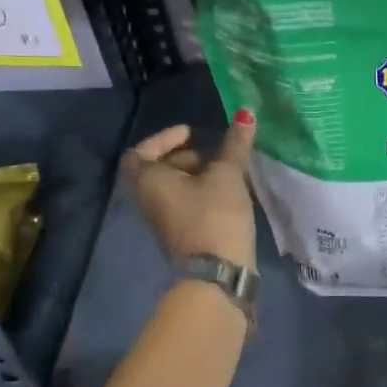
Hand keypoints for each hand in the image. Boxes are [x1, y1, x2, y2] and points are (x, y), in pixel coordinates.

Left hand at [124, 110, 257, 268]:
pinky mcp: (178, 236)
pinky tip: (225, 194)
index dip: (164, 138)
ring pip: (171, 189)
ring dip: (194, 176)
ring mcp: (161, 221)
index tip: (191, 134)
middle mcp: (147, 200)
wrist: (218, 273)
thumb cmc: (214, 215)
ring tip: (224, 174)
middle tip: (212, 154)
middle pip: (157, 169)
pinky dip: (198, 194)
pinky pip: (182, 205)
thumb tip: (246, 113)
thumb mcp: (227, 175)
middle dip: (184, 157)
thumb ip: (234, 145)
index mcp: (148, 181)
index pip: (140, 151)